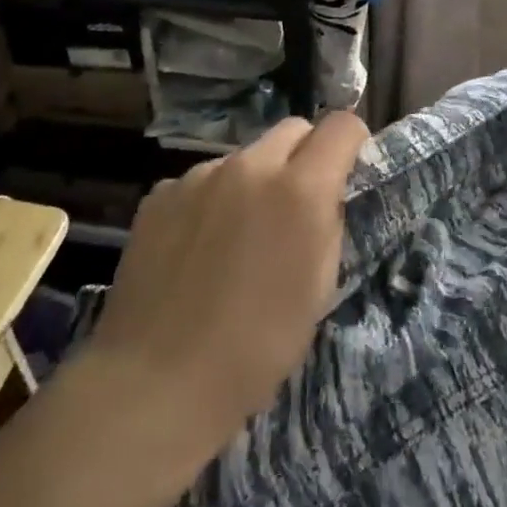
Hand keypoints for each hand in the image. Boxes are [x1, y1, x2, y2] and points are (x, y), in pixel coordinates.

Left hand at [80, 112, 368, 462]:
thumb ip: (328, 225)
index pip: (341, 125)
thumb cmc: (256, 347)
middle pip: (293, 129)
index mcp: (299, 189)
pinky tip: (196, 248)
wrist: (155, 381)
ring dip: (255, 181)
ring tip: (237, 236)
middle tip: (295, 206)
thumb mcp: (319, 289)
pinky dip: (211, 201)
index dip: (352, 143)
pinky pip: (202, 181)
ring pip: (245, 157)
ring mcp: (199, 175)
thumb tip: (323, 198)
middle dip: (304, 156)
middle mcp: (250, 166)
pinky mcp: (160, 193)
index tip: (347, 172)